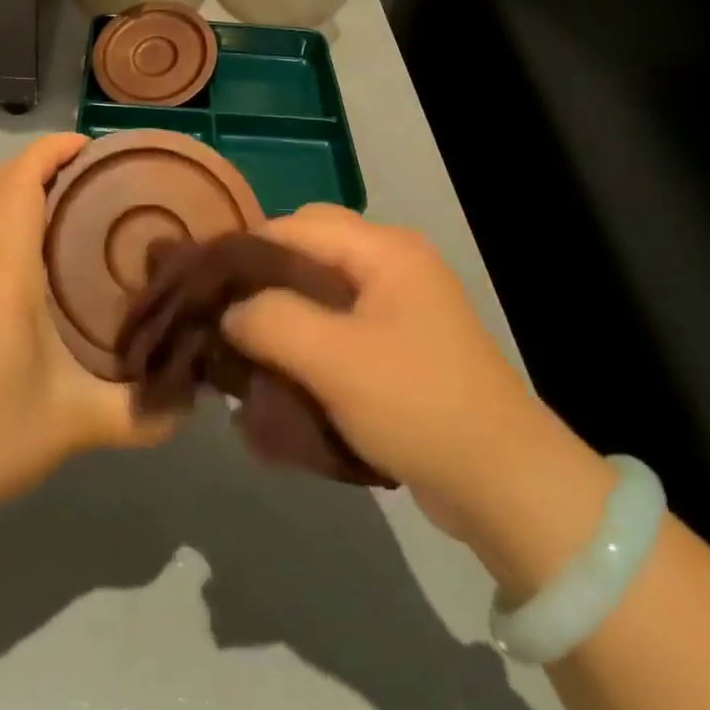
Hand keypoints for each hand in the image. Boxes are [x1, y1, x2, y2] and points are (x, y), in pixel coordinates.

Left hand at [0, 134, 173, 529]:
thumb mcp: (75, 424)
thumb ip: (141, 412)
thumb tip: (190, 403)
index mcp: (1, 271)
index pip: (20, 181)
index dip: (51, 150)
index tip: (88, 145)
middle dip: (34, 163)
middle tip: (81, 175)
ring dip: (7, 191)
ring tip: (50, 211)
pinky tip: (7, 263)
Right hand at [220, 204, 538, 536]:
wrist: (505, 484)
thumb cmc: (418, 405)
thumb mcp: (334, 360)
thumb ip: (271, 321)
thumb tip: (230, 311)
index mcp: (385, 248)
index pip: (298, 224)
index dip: (248, 249)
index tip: (204, 284)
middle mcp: (394, 262)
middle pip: (309, 251)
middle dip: (264, 280)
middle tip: (226, 316)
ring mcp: (401, 303)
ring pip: (322, 289)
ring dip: (284, 313)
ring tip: (245, 346)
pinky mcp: (402, 343)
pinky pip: (341, 324)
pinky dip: (309, 340)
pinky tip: (282, 369)